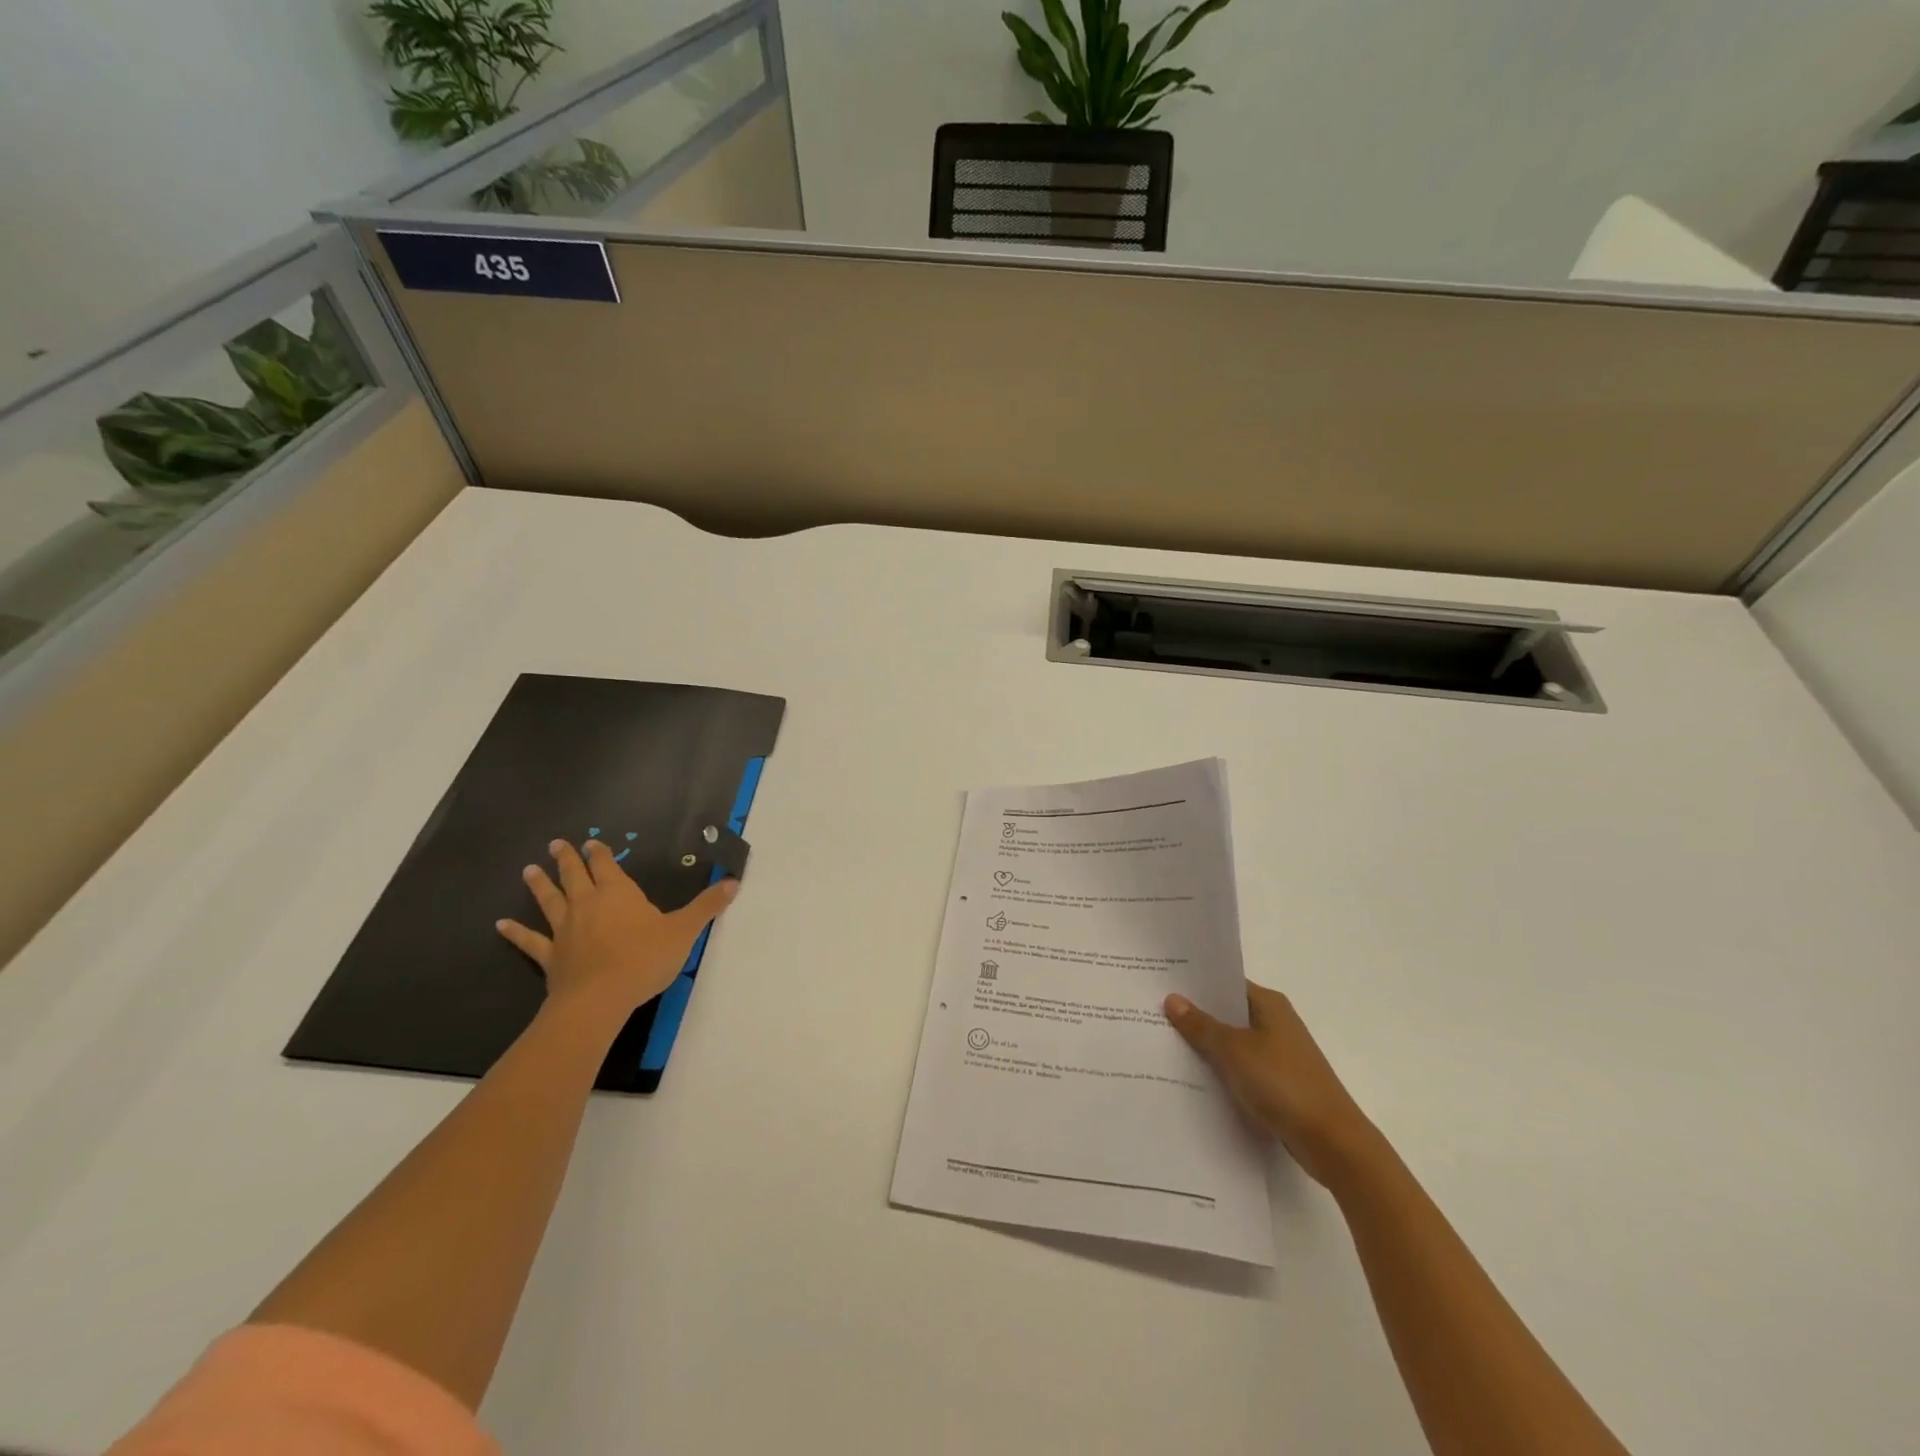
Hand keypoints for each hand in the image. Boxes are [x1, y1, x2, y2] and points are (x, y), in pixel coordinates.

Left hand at [499, 839, 737, 1022]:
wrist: (600, 998)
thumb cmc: (644, 958)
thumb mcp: (684, 930)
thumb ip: (707, 906)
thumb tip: (733, 882)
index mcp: (619, 893)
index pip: (607, 865)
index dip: (600, 853)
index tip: (592, 842)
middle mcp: (587, 904)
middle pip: (575, 876)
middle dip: (567, 859)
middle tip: (555, 844)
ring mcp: (564, 930)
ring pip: (549, 901)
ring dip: (539, 885)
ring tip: (529, 870)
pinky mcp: (550, 956)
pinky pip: (530, 941)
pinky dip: (515, 933)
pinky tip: (500, 926)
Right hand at [1165, 983, 1377, 1187]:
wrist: (1332, 1142)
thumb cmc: (1283, 1083)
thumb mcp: (1234, 1050)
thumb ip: (1201, 1026)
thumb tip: (1172, 998)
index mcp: (1269, 1004)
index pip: (1225, 982)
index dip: (1195, 983)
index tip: (1161, 982)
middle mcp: (1275, 1023)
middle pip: (1227, 1012)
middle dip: (1194, 1014)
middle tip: (1152, 1012)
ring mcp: (1278, 1055)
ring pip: (1232, 1042)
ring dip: (1206, 1045)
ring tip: (1163, 1044)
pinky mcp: (1278, 1084)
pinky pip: (1240, 1068)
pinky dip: (1220, 1070)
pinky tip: (1191, 1077)